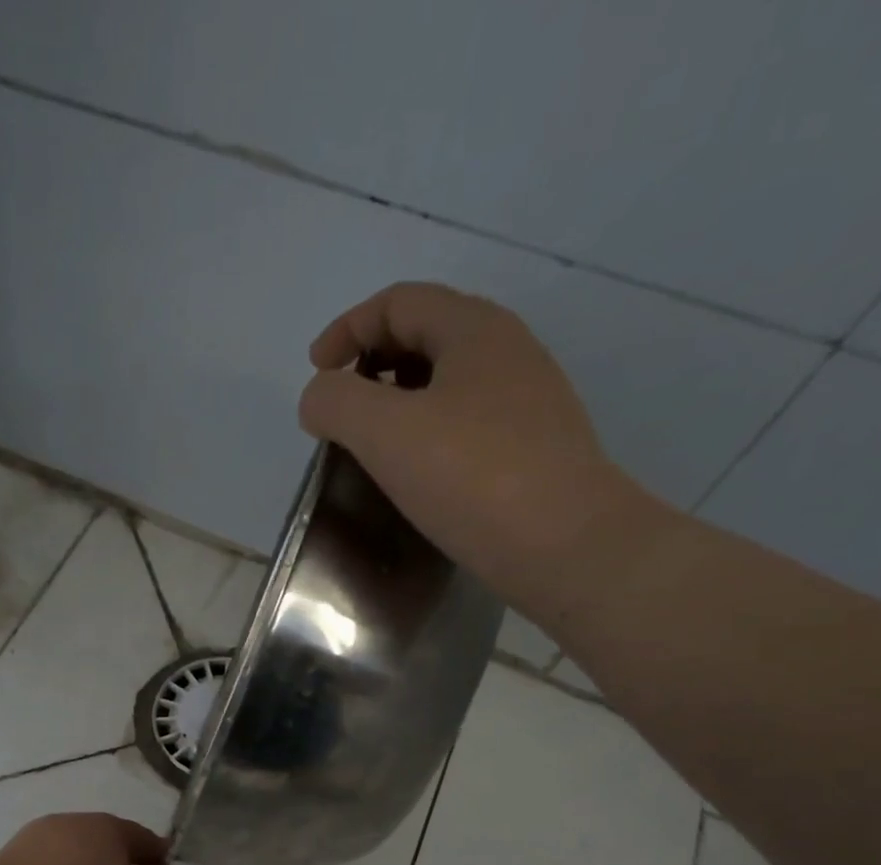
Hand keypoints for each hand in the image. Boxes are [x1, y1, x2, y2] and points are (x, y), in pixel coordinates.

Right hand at [297, 282, 660, 618]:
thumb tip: (320, 398)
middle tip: (341, 409)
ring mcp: (527, 402)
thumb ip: (336, 402)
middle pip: (425, 334)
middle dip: (372, 362)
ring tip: (372, 445)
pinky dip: (428, 433)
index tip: (315, 374)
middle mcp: (508, 352)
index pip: (398, 302)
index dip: (347, 329)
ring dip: (399, 400)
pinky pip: (467, 422)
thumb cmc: (471, 477)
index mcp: (474, 329)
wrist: (565, 546)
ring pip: (448, 381)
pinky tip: (416, 474)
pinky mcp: (533, 449)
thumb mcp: (384, 431)